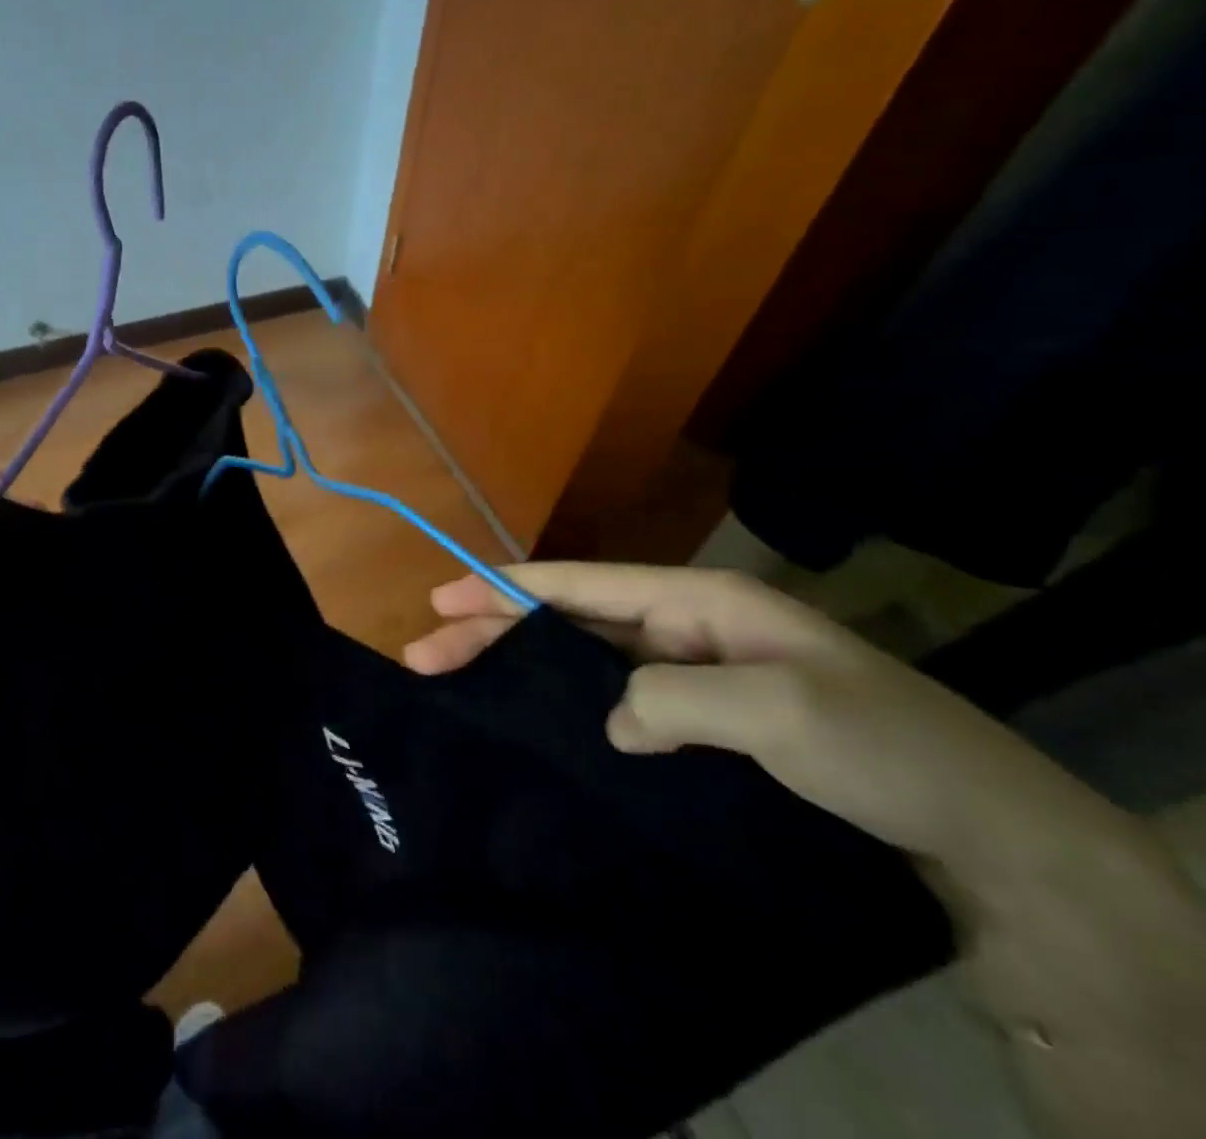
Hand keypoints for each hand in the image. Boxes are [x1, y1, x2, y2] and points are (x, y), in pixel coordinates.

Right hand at [408, 563, 1205, 1138]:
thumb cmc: (881, 744)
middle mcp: (686, 626)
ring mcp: (693, 673)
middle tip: (426, 651)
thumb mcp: (778, 712)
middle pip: (570, 621)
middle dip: (496, 631)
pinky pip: (616, 700)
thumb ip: (673, 699)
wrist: (986, 827)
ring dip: (521, 668)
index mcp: (698, 601)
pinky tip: (535, 722)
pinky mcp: (701, 720)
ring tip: (458, 679)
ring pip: (584, 660)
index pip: (582, 586)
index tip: (443, 595)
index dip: (508, 588)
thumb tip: (608, 719)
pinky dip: (566, 705)